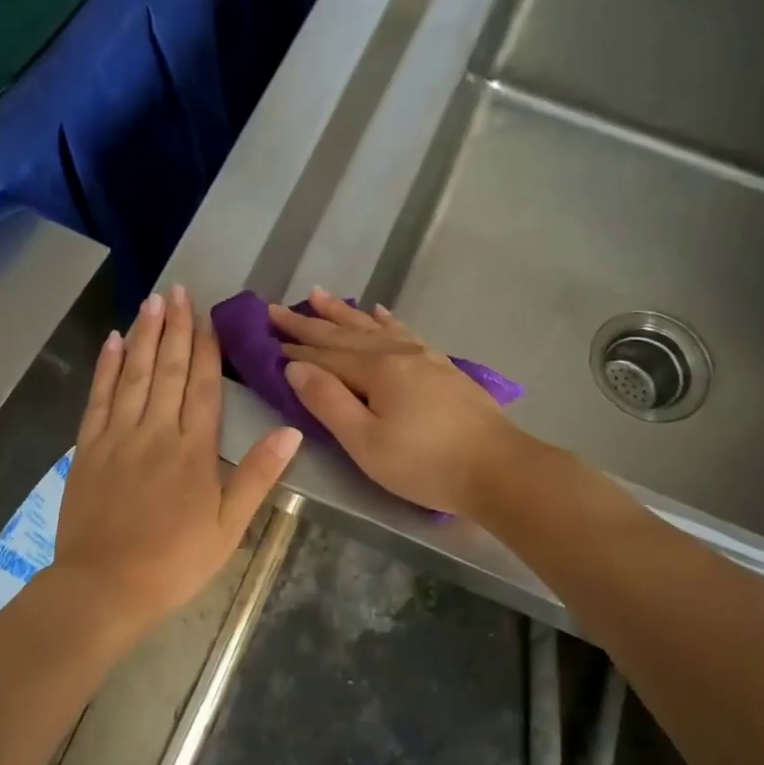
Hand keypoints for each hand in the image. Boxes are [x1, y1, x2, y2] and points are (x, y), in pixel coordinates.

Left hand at [56, 286, 301, 637]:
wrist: (105, 587)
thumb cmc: (175, 562)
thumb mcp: (228, 528)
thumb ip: (257, 476)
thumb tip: (291, 431)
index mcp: (193, 451)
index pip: (204, 387)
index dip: (207, 349)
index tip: (209, 317)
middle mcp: (155, 432)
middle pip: (169, 370)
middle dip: (176, 328)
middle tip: (179, 291)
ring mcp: (117, 437)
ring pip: (134, 375)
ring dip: (145, 335)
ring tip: (153, 301)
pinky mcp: (88, 449)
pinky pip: (98, 398)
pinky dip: (106, 367)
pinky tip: (113, 342)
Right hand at [271, 289, 528, 517]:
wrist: (499, 469)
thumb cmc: (426, 464)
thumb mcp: (366, 443)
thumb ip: (328, 402)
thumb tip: (294, 368)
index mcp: (376, 371)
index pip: (324, 355)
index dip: (294, 347)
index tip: (265, 332)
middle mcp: (398, 353)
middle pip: (344, 335)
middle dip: (309, 322)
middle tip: (276, 308)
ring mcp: (424, 357)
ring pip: (373, 328)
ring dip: (343, 313)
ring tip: (318, 295)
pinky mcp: (442, 368)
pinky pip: (405, 332)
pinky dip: (387, 321)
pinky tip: (379, 312)